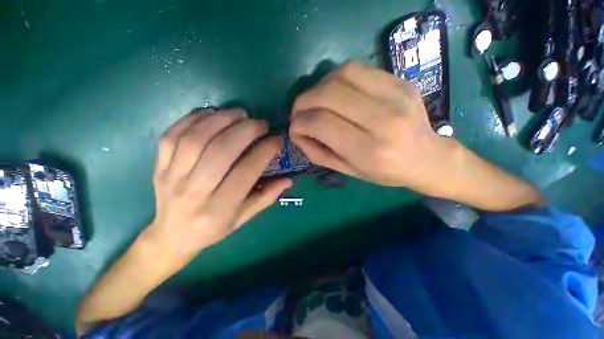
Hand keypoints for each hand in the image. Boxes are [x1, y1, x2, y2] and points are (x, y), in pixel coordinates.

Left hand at [146, 108, 291, 254]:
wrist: (172, 236)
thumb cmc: (213, 229)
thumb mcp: (244, 218)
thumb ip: (267, 197)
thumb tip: (289, 179)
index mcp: (220, 209)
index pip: (246, 172)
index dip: (264, 152)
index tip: (277, 140)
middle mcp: (194, 192)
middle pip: (221, 151)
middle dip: (245, 130)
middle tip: (261, 123)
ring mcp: (171, 177)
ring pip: (196, 138)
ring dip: (221, 119)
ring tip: (240, 114)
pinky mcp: (158, 166)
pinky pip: (172, 135)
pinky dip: (194, 118)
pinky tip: (212, 113)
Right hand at [289, 61, 455, 189]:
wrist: (427, 157)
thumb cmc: (384, 172)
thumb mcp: (347, 171)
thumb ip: (317, 152)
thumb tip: (296, 132)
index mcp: (369, 150)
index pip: (321, 123)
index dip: (299, 122)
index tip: (294, 127)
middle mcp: (383, 120)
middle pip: (328, 95)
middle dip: (303, 102)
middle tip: (298, 112)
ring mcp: (395, 95)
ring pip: (340, 75)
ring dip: (317, 87)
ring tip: (314, 101)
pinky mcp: (400, 81)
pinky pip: (356, 69)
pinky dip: (335, 78)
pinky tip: (333, 92)